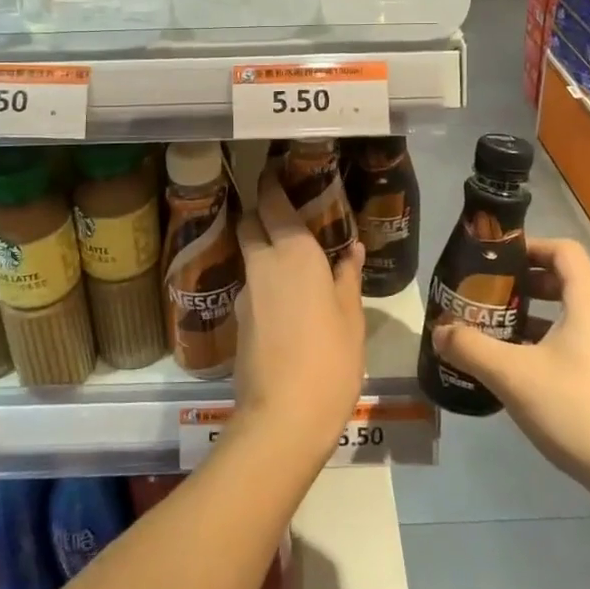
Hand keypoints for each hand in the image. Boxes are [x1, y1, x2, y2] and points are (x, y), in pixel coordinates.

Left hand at [231, 170, 366, 468]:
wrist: (282, 417)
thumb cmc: (329, 358)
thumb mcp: (350, 316)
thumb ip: (347, 277)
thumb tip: (350, 249)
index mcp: (293, 252)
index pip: (271, 202)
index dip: (270, 183)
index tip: (276, 171)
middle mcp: (263, 263)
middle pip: (249, 222)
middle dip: (260, 212)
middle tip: (286, 214)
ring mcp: (246, 292)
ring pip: (249, 255)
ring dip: (263, 248)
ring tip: (293, 260)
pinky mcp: (238, 320)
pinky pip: (252, 285)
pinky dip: (265, 281)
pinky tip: (286, 300)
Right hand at [431, 237, 589, 523]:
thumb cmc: (580, 410)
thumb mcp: (514, 376)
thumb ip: (471, 348)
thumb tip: (439, 331)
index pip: (563, 250)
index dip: (529, 247)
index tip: (494, 261)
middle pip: (566, 282)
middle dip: (524, 286)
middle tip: (487, 299)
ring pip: (572, 318)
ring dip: (535, 319)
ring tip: (498, 336)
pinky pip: (581, 347)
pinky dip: (551, 347)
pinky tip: (524, 376)